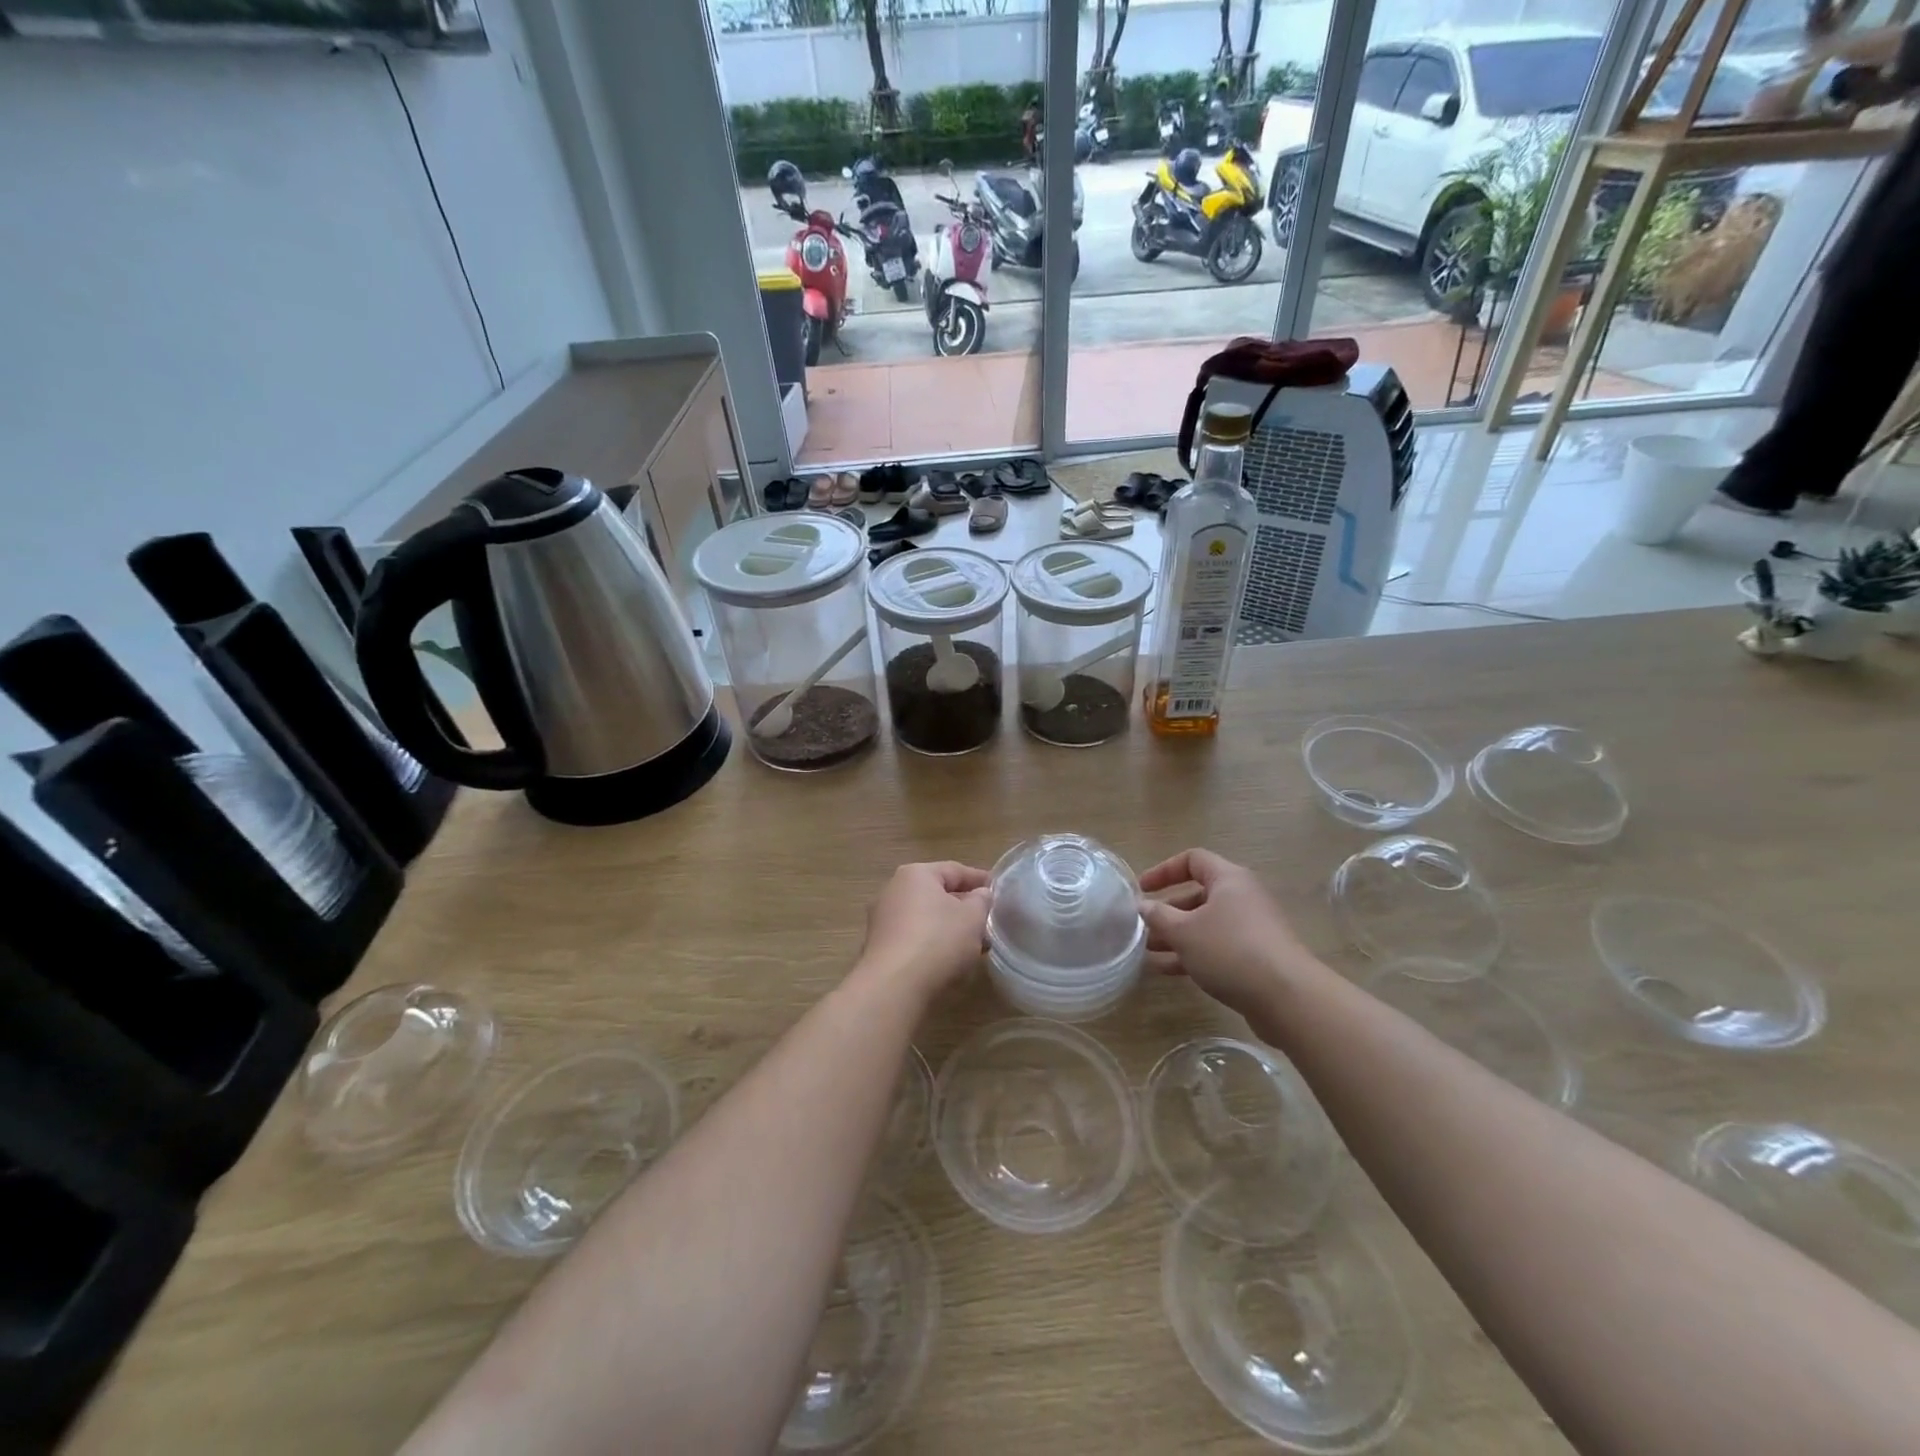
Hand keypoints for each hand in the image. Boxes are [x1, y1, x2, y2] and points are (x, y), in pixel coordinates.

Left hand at [857, 861, 990, 998]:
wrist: (894, 987)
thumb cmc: (938, 941)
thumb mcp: (972, 917)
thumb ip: (981, 900)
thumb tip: (980, 894)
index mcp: (915, 874)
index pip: (954, 870)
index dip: (980, 879)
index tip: (999, 891)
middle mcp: (893, 890)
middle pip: (937, 894)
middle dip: (964, 907)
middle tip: (988, 920)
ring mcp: (882, 920)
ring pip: (925, 917)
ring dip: (949, 928)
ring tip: (974, 944)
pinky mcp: (879, 947)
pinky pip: (913, 938)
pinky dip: (932, 943)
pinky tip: (949, 959)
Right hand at [1139, 848, 1315, 1024]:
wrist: (1287, 998)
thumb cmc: (1230, 950)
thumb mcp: (1184, 931)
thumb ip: (1159, 916)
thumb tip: (1143, 905)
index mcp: (1229, 879)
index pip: (1192, 860)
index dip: (1164, 870)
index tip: (1142, 889)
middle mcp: (1243, 898)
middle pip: (1199, 895)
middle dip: (1168, 911)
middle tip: (1143, 927)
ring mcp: (1252, 929)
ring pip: (1206, 925)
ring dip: (1177, 936)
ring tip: (1148, 952)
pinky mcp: (1257, 957)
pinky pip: (1218, 948)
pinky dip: (1194, 954)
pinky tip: (1169, 971)